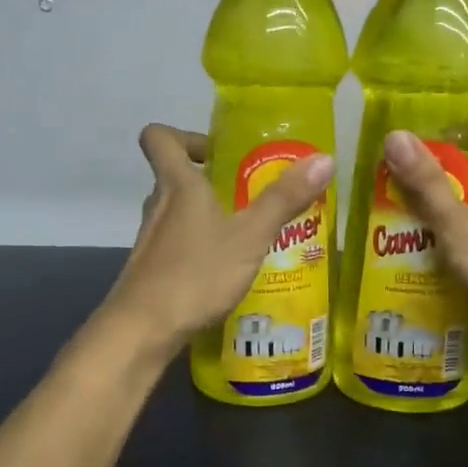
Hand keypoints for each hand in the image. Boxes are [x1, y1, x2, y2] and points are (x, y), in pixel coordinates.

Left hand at [102, 124, 335, 357]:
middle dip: (209, 179)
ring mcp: (151, 240)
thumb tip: (325, 158)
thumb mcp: (250, 235)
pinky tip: (227, 270)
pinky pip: (177, 245)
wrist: (143, 331)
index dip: (183, 135)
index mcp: (177, 185)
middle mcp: (158, 206)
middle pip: (174, 176)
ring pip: (177, 213)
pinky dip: (200, 248)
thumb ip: (284, 198)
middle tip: (248, 193)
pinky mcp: (151, 270)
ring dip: (207, 215)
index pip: (159, 138)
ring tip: (246, 233)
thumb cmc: (196, 273)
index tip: (217, 151)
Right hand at [381, 118, 467, 368]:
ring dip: (448, 193)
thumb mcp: (463, 232)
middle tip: (398, 162)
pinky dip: (458, 222)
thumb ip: (430, 187)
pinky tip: (428, 236)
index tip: (418, 123)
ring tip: (401, 194)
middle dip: (443, 159)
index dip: (459, 119)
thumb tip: (396, 135)